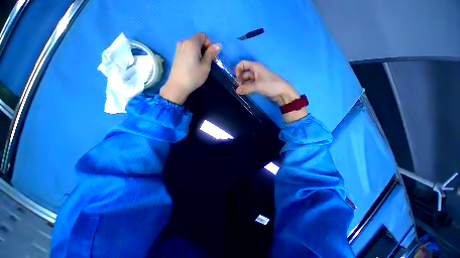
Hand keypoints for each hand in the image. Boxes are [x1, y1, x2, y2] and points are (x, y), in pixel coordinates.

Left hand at [160, 33, 221, 103]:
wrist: (178, 86)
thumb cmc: (194, 76)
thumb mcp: (205, 66)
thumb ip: (211, 54)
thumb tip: (219, 45)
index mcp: (191, 43)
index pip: (203, 36)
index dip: (210, 44)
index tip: (212, 56)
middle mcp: (183, 42)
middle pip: (197, 40)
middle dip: (205, 49)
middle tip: (209, 62)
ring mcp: (178, 48)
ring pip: (192, 46)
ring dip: (200, 52)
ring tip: (201, 65)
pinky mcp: (176, 55)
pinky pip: (187, 50)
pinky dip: (193, 55)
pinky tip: (194, 65)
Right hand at [235, 60, 306, 122]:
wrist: (282, 92)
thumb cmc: (270, 85)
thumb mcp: (257, 86)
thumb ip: (246, 88)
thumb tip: (236, 91)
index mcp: (255, 66)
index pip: (243, 64)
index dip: (238, 69)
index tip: (237, 78)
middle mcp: (255, 71)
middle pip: (244, 73)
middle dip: (240, 79)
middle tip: (239, 88)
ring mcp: (257, 78)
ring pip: (247, 80)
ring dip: (243, 85)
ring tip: (242, 92)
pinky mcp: (259, 85)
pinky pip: (250, 85)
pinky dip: (247, 88)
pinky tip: (245, 93)